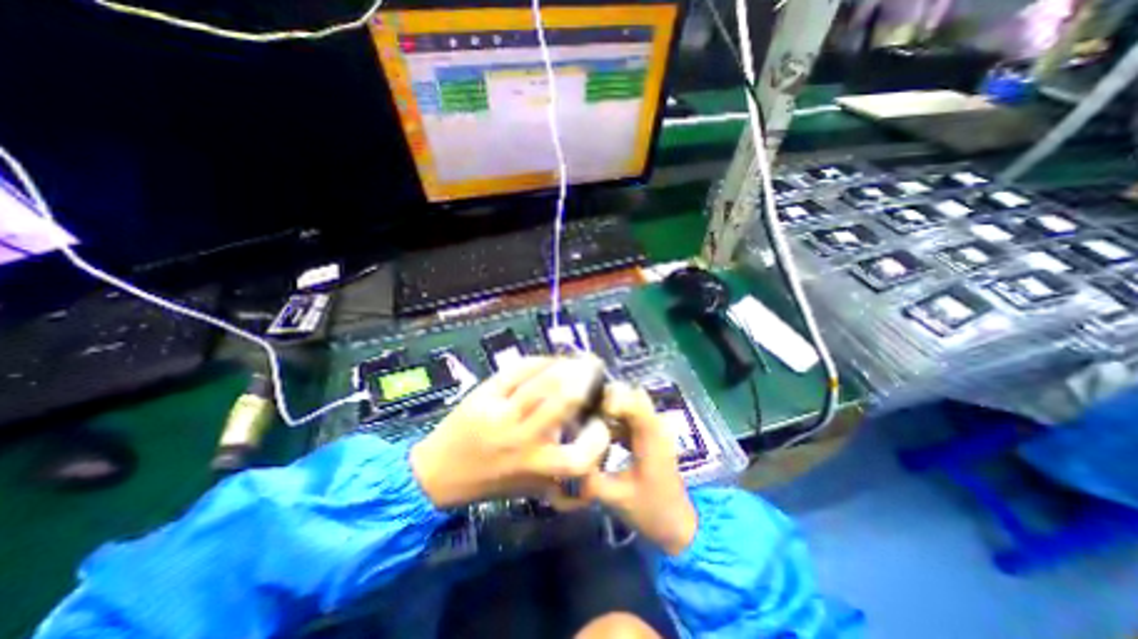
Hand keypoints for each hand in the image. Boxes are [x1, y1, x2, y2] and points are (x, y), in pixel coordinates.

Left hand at [411, 359, 613, 508]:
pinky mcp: (484, 395)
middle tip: (594, 369)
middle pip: (564, 400)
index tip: (601, 421)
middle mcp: (522, 439)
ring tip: (576, 360)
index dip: (599, 437)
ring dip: (565, 366)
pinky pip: (518, 370)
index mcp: (536, 466)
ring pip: (543, 381)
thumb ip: (561, 479)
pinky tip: (548, 361)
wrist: (437, 473)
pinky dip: (538, 361)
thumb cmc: (489, 481)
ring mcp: (502, 414)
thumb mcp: (530, 487)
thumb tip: (594, 460)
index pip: (580, 456)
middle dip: (585, 380)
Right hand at [556, 381, 697, 554]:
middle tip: (585, 413)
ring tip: (587, 420)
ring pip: (631, 404)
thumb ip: (589, 478)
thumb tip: (567, 459)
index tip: (590, 413)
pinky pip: (631, 417)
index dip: (610, 400)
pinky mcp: (650, 436)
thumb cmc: (651, 511)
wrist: (679, 527)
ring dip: (610, 408)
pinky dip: (615, 419)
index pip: (632, 400)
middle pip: (632, 395)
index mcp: (650, 436)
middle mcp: (655, 426)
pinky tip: (599, 432)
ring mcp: (654, 430)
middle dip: (607, 399)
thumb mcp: (615, 497)